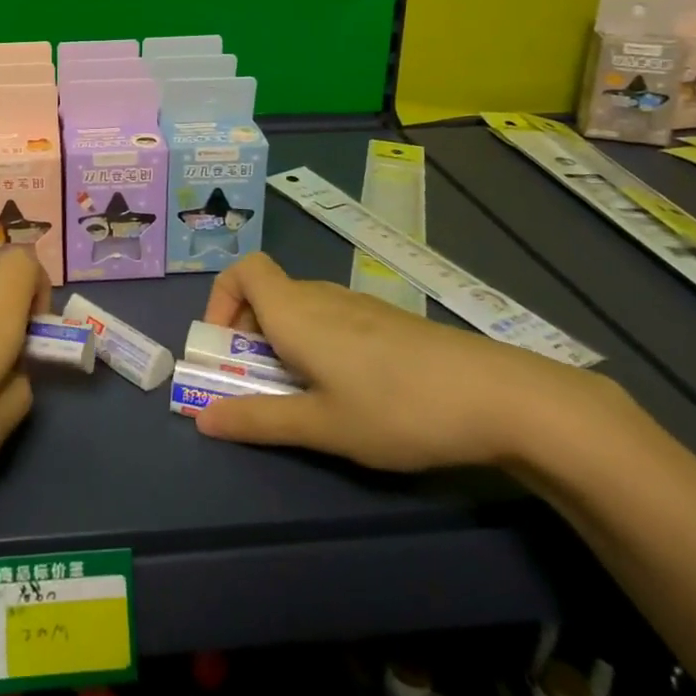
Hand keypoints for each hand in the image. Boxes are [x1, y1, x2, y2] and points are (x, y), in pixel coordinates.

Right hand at [193, 253, 617, 472]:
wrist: (494, 394)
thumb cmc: (395, 407)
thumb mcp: (322, 425)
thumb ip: (259, 419)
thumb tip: (201, 419)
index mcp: (294, 311)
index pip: (243, 269)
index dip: (221, 299)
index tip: (223, 347)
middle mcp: (319, 297)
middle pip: (267, 295)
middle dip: (247, 336)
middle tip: (257, 387)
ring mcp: (356, 305)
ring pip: (299, 310)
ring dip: (282, 344)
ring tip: (303, 397)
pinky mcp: (384, 321)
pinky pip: (330, 320)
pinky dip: (316, 345)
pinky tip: (350, 391)